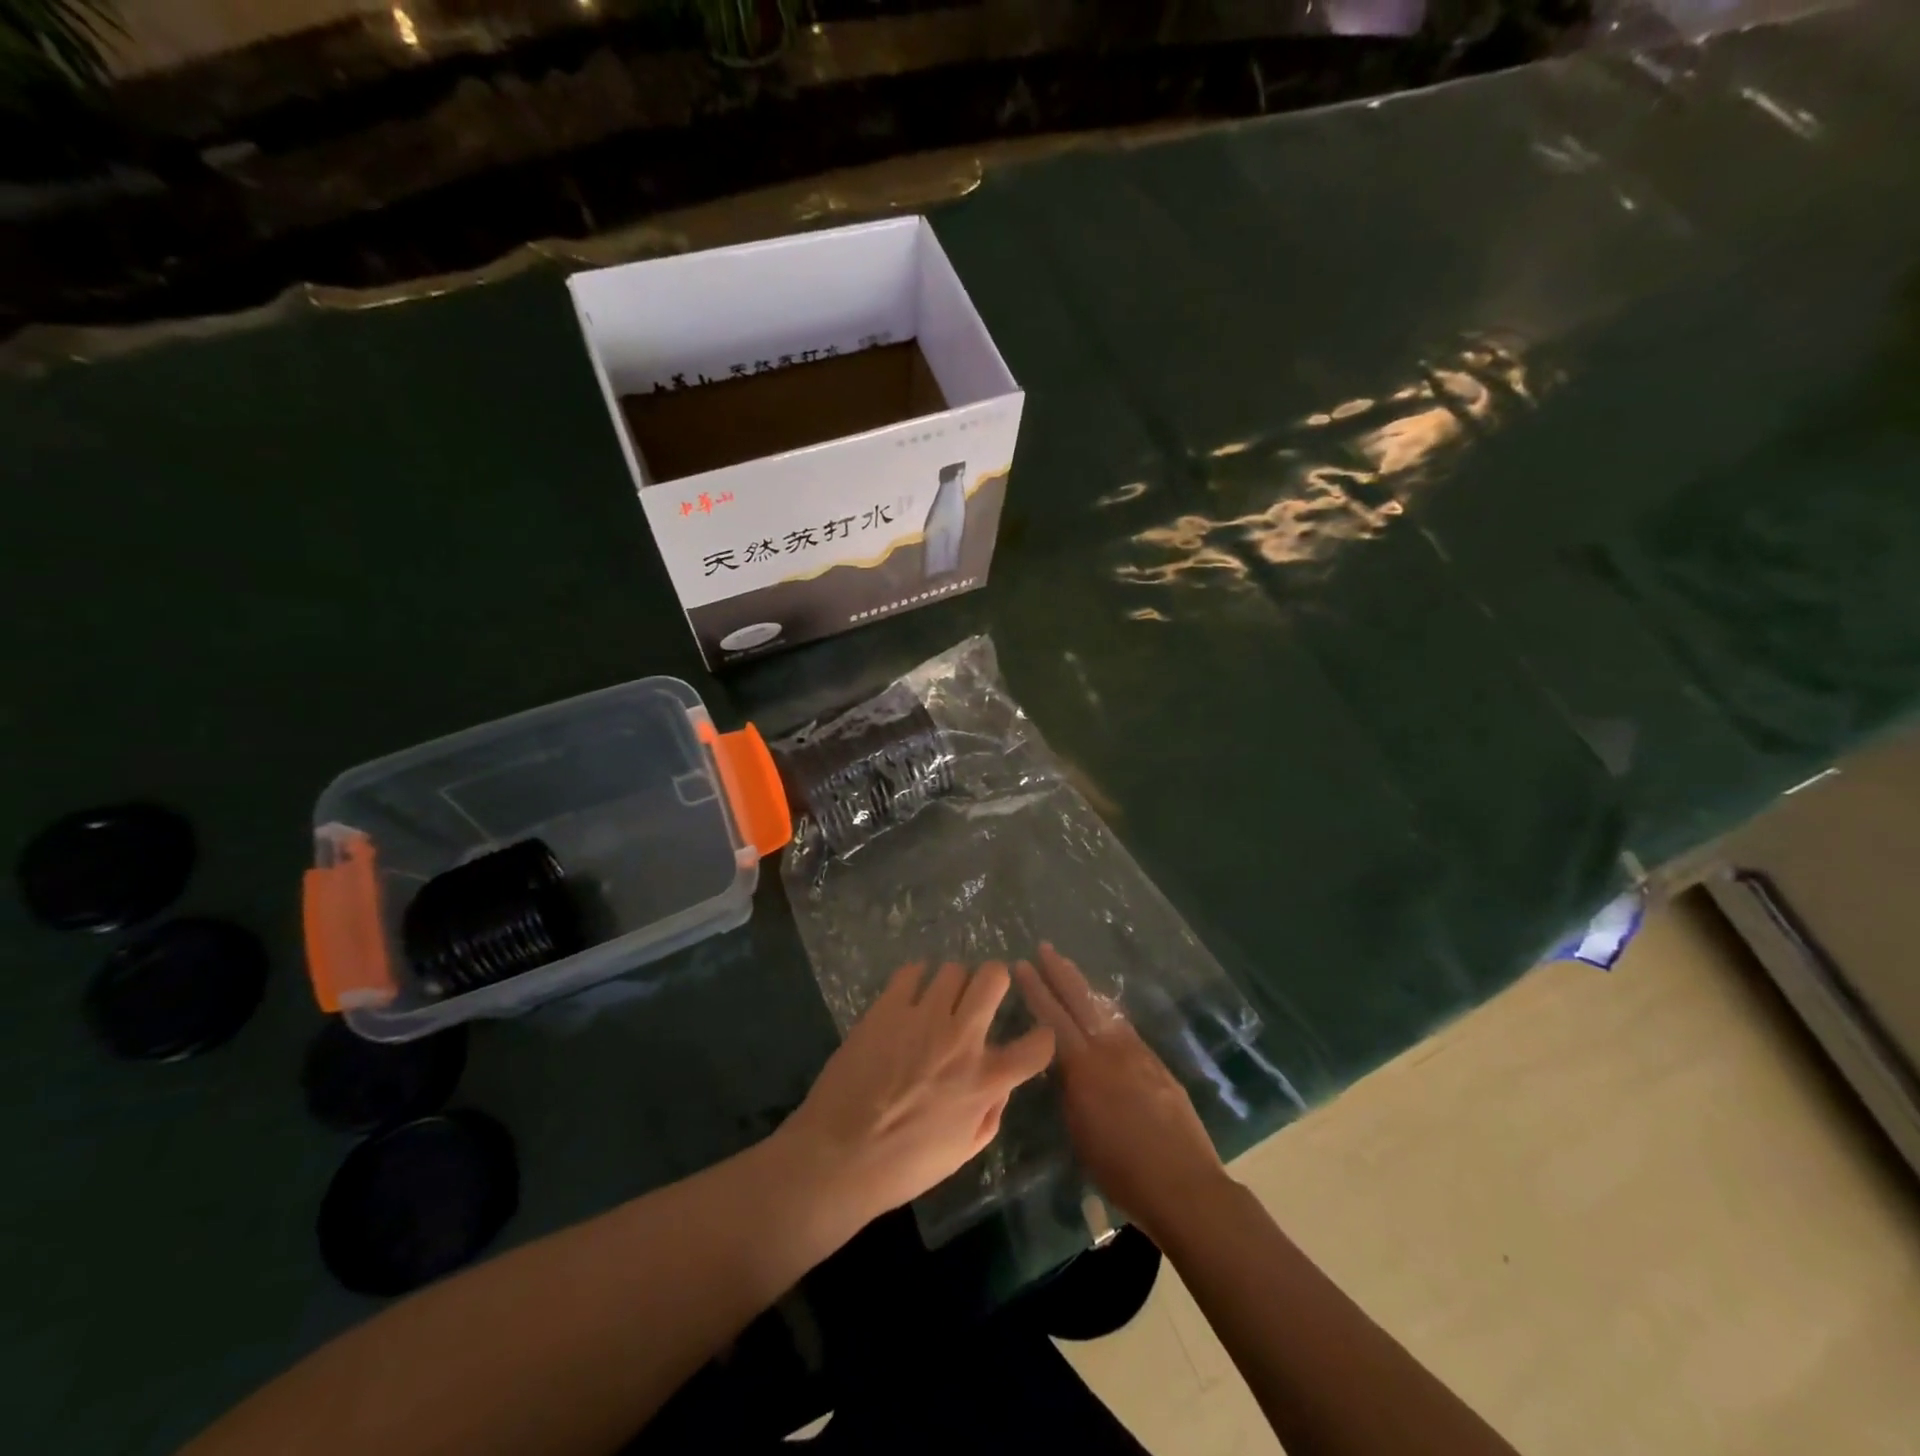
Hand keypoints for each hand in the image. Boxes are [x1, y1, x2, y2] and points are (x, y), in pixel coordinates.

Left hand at [779, 961, 1055, 1233]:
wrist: (838, 1157)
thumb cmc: (903, 1167)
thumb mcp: (962, 1153)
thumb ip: (990, 1114)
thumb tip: (999, 1084)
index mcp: (984, 1080)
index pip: (1038, 1044)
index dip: (1043, 1037)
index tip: (1034, 1036)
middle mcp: (961, 1038)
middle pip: (994, 976)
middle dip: (995, 981)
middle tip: (981, 996)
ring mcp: (922, 1016)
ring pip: (953, 969)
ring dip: (953, 984)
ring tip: (939, 1000)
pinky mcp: (887, 1007)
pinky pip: (911, 971)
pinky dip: (916, 979)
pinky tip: (909, 997)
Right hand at [1014, 944, 1227, 1241]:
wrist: (1184, 1184)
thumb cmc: (1121, 1169)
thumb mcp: (1080, 1132)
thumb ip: (1070, 1092)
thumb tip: (1064, 1069)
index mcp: (1085, 1067)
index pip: (1053, 1018)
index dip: (1036, 990)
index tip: (1022, 966)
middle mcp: (1111, 1050)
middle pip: (1082, 1001)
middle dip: (1060, 972)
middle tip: (1044, 948)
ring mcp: (1138, 1054)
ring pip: (1105, 1010)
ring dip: (1085, 987)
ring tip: (1069, 969)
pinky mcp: (1157, 1065)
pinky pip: (1124, 1028)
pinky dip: (1107, 1012)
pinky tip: (1103, 1011)